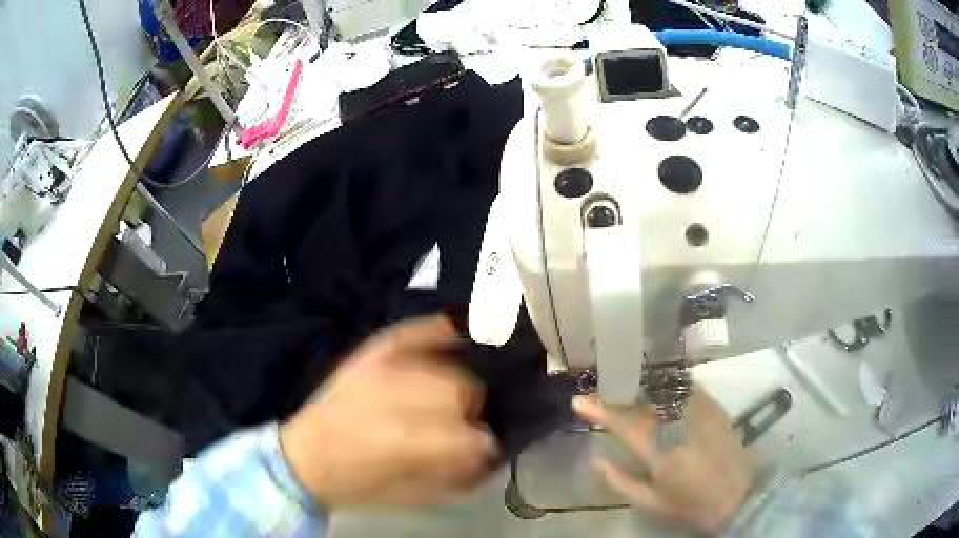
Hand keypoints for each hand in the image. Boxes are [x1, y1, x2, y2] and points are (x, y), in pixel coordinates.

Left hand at [280, 316, 497, 507]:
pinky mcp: (367, 355)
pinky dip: (434, 331)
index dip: (484, 445)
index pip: (468, 435)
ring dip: (458, 384)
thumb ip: (454, 475)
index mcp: (401, 442)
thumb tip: (487, 455)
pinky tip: (454, 332)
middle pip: (460, 391)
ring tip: (453, 400)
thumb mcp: (408, 494)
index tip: (486, 450)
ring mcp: (378, 369)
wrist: (303, 458)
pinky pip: (409, 332)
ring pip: (443, 367)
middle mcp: (392, 397)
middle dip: (471, 412)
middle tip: (466, 425)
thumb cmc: (356, 484)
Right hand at [573, 389, 754, 534]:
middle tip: (599, 394)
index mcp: (661, 452)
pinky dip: (665, 387)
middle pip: (642, 401)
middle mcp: (680, 425)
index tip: (579, 401)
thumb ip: (620, 480)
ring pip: (663, 390)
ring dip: (639, 387)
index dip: (600, 410)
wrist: (738, 495)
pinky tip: (657, 389)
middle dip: (617, 394)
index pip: (624, 423)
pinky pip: (684, 388)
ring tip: (623, 387)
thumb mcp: (650, 503)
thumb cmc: (689, 505)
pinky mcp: (714, 407)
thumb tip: (596, 457)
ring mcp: (700, 412)